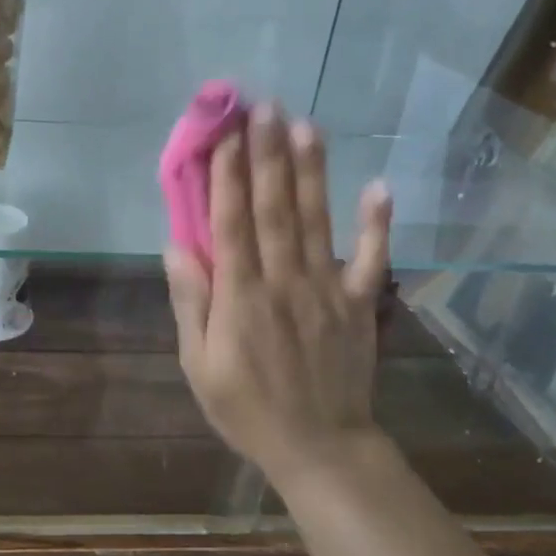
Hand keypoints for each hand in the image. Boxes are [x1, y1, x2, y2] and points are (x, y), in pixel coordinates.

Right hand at [163, 103, 393, 483]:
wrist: (320, 448)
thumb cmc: (247, 407)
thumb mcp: (199, 365)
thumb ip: (191, 304)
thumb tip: (177, 247)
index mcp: (241, 297)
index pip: (231, 223)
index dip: (226, 175)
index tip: (223, 133)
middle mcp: (284, 281)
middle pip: (274, 209)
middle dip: (267, 155)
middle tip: (264, 107)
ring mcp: (327, 290)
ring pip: (316, 221)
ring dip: (310, 171)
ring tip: (305, 125)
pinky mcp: (360, 305)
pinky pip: (371, 259)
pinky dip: (376, 223)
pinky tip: (378, 185)